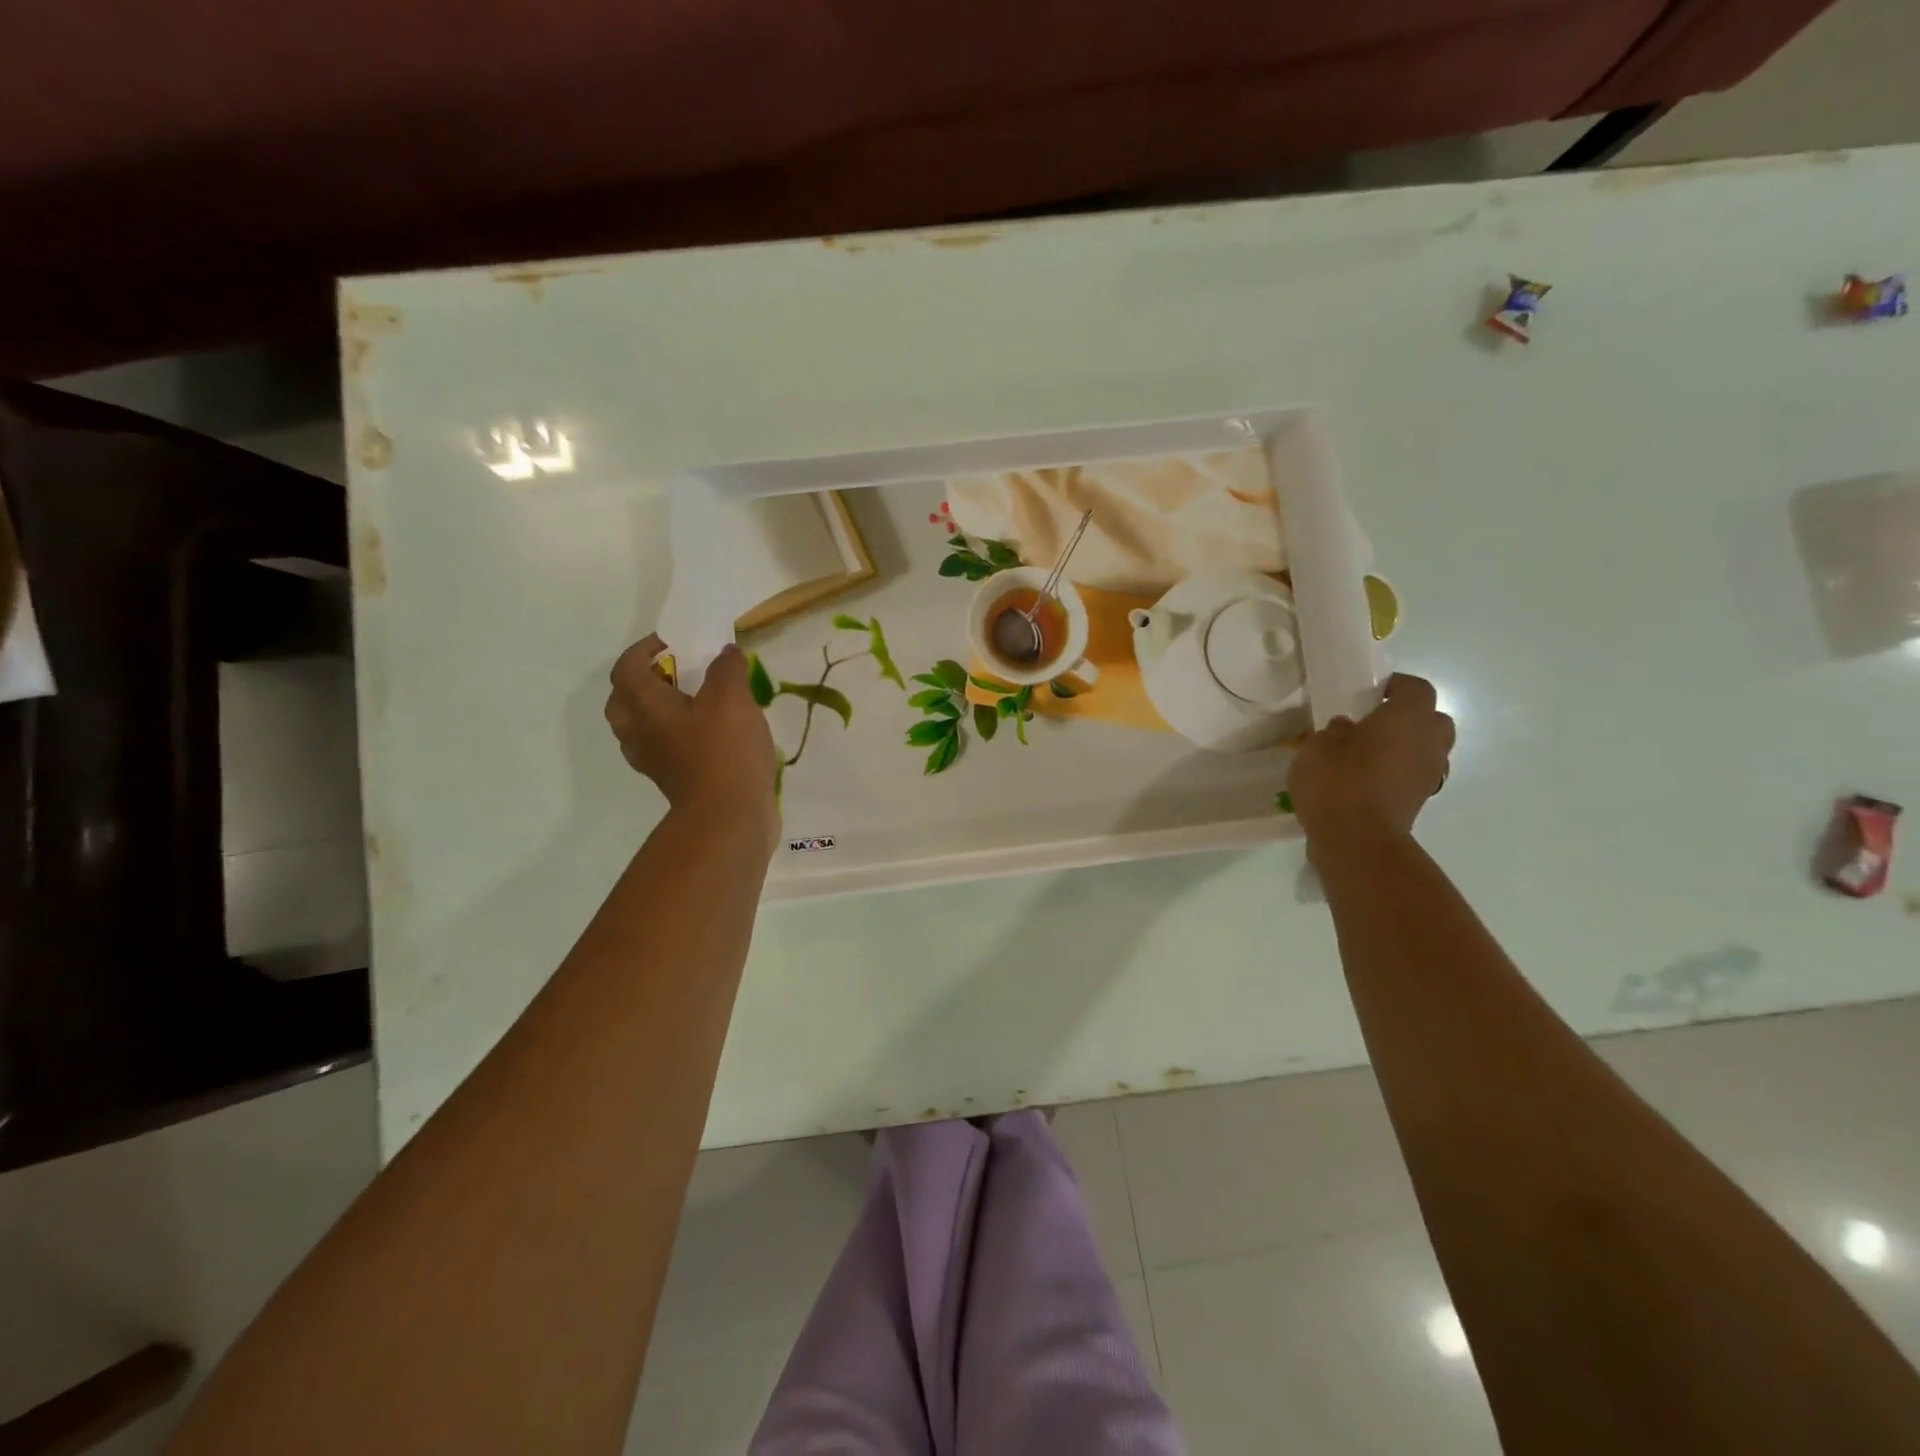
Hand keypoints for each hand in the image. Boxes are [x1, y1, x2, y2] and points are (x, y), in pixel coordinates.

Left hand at [605, 636, 777, 832]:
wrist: (729, 816)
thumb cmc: (723, 750)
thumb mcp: (732, 697)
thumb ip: (726, 668)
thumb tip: (725, 652)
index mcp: (643, 705)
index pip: (626, 667)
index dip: (644, 649)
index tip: (672, 642)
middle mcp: (637, 731)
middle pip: (625, 699)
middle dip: (644, 680)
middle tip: (676, 672)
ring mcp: (652, 760)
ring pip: (642, 725)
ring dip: (659, 709)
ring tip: (694, 701)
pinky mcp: (672, 780)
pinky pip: (664, 747)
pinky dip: (677, 734)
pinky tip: (708, 733)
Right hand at [1286, 674, 1454, 844]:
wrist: (1356, 841)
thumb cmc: (1337, 781)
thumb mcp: (1317, 746)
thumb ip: (1334, 732)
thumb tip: (1346, 730)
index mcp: (1407, 718)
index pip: (1416, 688)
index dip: (1396, 686)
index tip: (1371, 691)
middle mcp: (1428, 743)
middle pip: (1433, 720)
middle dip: (1410, 718)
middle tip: (1376, 722)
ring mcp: (1428, 776)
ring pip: (1427, 750)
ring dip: (1406, 748)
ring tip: (1368, 754)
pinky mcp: (1418, 803)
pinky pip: (1413, 777)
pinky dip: (1397, 773)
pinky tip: (1366, 780)